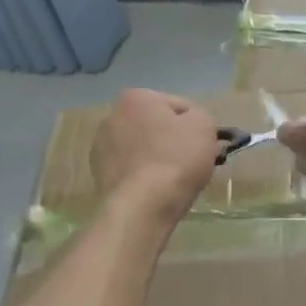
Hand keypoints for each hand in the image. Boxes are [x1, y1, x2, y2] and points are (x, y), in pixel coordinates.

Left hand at [93, 90, 219, 226]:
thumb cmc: (175, 160)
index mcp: (137, 98)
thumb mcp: (204, 126)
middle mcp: (112, 116)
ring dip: (158, 159)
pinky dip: (144, 177)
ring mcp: (101, 147)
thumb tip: (193, 125)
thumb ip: (202, 117)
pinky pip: (132, 170)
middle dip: (175, 142)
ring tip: (174, 182)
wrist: (141, 207)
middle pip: (158, 127)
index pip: (180, 107)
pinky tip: (155, 192)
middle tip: (192, 164)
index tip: (206, 148)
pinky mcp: (98, 175)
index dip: (198, 127)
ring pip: (143, 149)